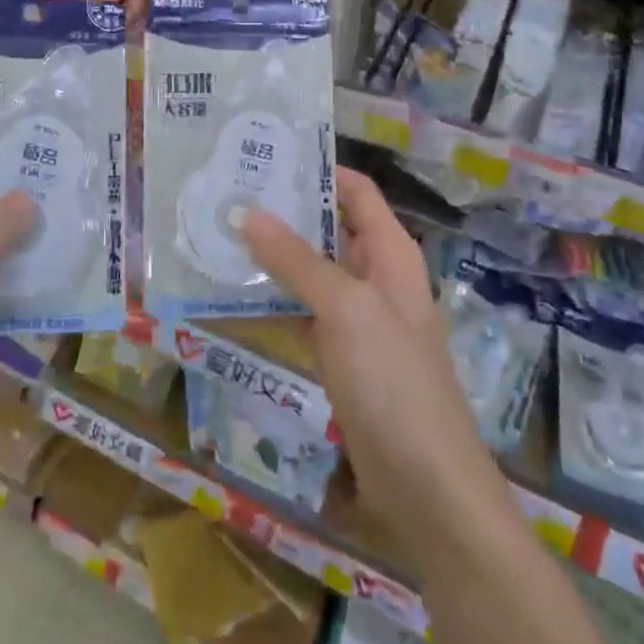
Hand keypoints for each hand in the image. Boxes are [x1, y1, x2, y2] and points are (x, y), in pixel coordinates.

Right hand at [242, 169, 502, 547]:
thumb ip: (296, 260)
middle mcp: (375, 277)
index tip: (264, 158)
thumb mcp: (344, 310)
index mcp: (389, 253)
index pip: (355, 191)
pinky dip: (272, 303)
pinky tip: (230, 298)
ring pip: (309, 272)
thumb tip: (248, 211)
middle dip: (282, 213)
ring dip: (270, 258)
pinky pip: (302, 314)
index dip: (317, 170)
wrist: (426, 485)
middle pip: (327, 228)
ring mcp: (358, 319)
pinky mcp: (341, 356)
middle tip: (226, 196)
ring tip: (217, 238)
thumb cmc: (393, 382)